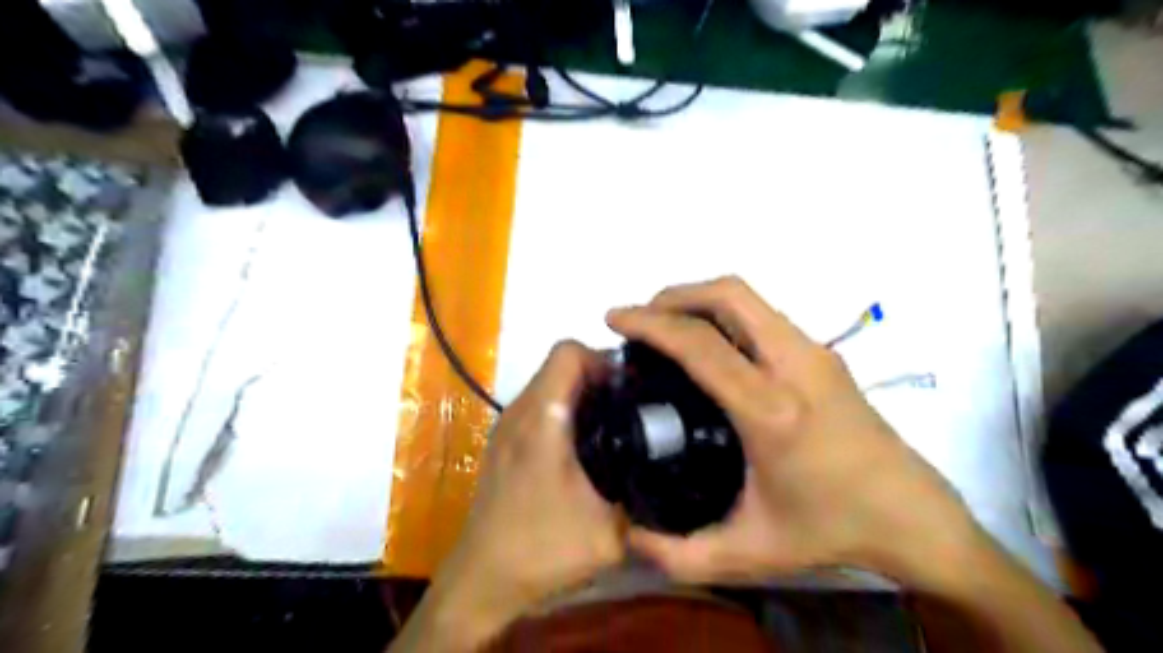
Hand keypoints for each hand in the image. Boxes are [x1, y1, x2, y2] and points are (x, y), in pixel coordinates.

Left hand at [408, 342, 627, 647]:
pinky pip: (540, 405)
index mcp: (542, 419)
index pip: (568, 352)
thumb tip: (670, 473)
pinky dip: (566, 410)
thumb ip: (644, 499)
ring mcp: (508, 425)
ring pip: (549, 384)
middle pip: (560, 365)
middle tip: (632, 407)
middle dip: (599, 376)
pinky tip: (586, 447)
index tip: (629, 389)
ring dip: (583, 394)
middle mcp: (520, 411)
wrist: (483, 578)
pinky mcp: (505, 441)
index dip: (603, 360)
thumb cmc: (541, 549)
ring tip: (615, 426)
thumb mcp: (609, 534)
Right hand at [609, 276, 988, 592]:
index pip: (701, 345)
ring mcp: (814, 352)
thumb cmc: (831, 530)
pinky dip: (723, 314)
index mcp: (772, 410)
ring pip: (748, 298)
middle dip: (675, 295)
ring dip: (699, 299)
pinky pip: (762, 315)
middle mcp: (795, 366)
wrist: (911, 514)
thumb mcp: (749, 552)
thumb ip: (680, 555)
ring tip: (667, 326)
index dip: (651, 324)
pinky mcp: (823, 352)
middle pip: (729, 295)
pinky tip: (708, 345)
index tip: (615, 320)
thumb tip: (626, 536)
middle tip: (640, 320)